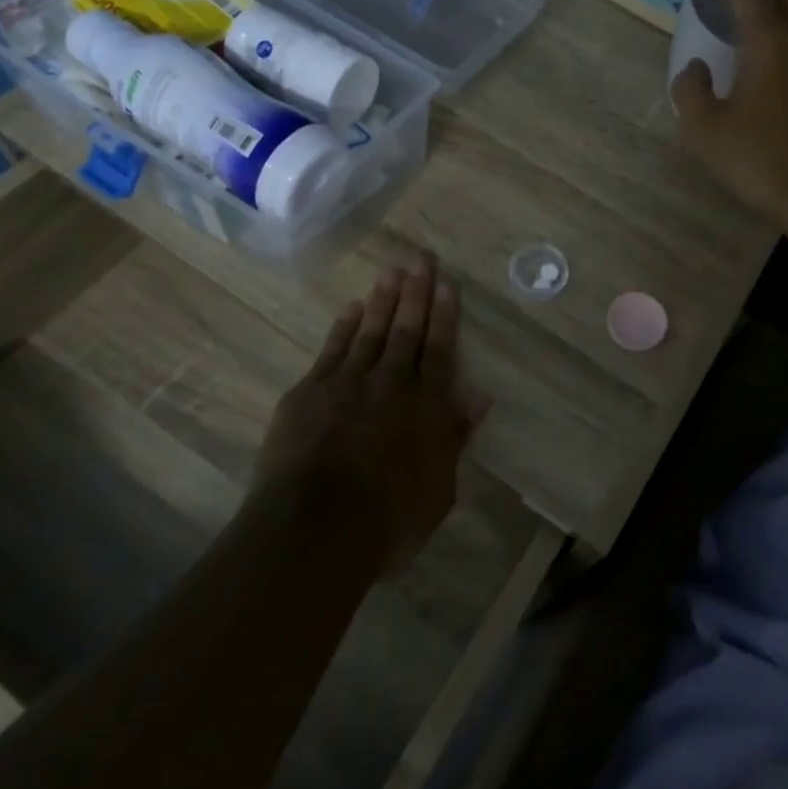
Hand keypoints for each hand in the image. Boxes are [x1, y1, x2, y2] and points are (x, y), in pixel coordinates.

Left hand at [253, 256, 490, 571]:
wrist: (316, 530)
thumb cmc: (389, 520)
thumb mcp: (439, 488)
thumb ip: (455, 437)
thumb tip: (478, 397)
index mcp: (426, 408)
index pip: (439, 350)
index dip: (444, 316)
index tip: (446, 284)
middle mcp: (390, 385)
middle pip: (406, 331)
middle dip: (415, 293)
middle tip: (420, 258)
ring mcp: (347, 384)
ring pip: (370, 332)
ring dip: (383, 300)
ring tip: (391, 270)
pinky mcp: (309, 393)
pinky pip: (332, 350)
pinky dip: (344, 327)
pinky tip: (352, 308)